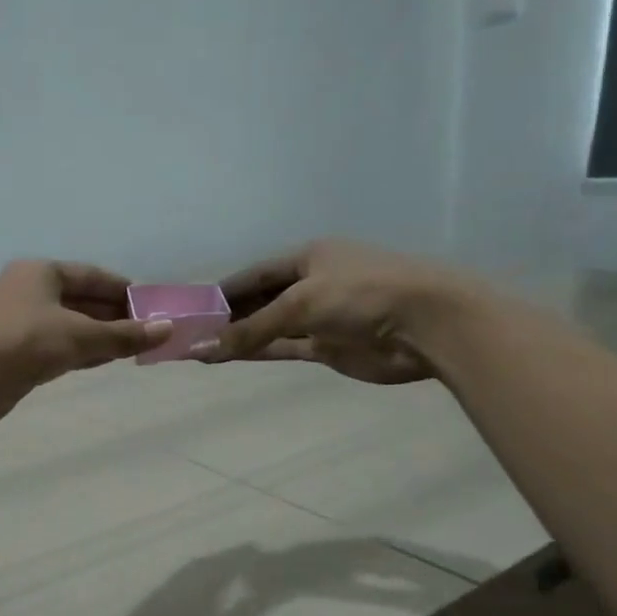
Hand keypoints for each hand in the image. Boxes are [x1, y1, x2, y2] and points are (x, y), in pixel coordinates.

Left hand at [0, 260, 168, 429]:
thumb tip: (168, 330)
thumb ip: (123, 335)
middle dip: (113, 314)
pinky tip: (103, 360)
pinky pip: (56, 347)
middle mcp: (28, 292)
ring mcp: (19, 323)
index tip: (151, 303)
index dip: (122, 288)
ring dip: (99, 335)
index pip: (90, 275)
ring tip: (134, 347)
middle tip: (148, 329)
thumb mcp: (78, 335)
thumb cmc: (21, 342)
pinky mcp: (14, 354)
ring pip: (68, 325)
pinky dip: (80, 351)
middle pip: (80, 299)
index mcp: (40, 272)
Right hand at [202, 238, 477, 385]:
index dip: (224, 290)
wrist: (427, 324)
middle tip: (190, 333)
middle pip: (260, 300)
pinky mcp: (329, 346)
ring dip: (239, 337)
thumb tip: (204, 347)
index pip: (255, 274)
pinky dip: (259, 352)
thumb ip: (252, 328)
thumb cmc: (362, 295)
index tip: (193, 308)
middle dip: (227, 316)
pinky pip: (284, 347)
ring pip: (269, 327)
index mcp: (308, 257)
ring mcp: (321, 317)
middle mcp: (312, 283)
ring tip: (200, 349)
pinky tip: (229, 358)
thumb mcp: (300, 304)